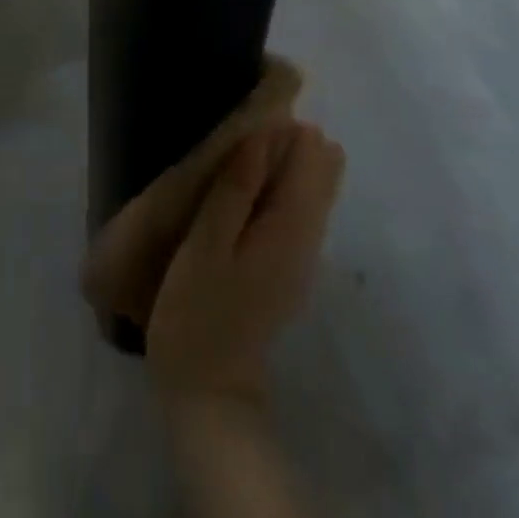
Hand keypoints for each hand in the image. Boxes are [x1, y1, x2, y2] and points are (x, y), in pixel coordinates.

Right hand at [144, 122, 344, 404]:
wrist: (208, 392)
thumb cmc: (197, 313)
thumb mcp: (206, 247)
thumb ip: (235, 189)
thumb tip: (262, 134)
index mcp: (292, 228)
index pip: (314, 157)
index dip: (283, 131)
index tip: (244, 125)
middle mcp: (309, 237)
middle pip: (321, 170)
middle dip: (287, 144)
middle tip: (237, 146)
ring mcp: (302, 254)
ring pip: (311, 189)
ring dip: (281, 166)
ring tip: (235, 163)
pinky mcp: (288, 265)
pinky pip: (297, 209)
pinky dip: (276, 190)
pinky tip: (242, 192)